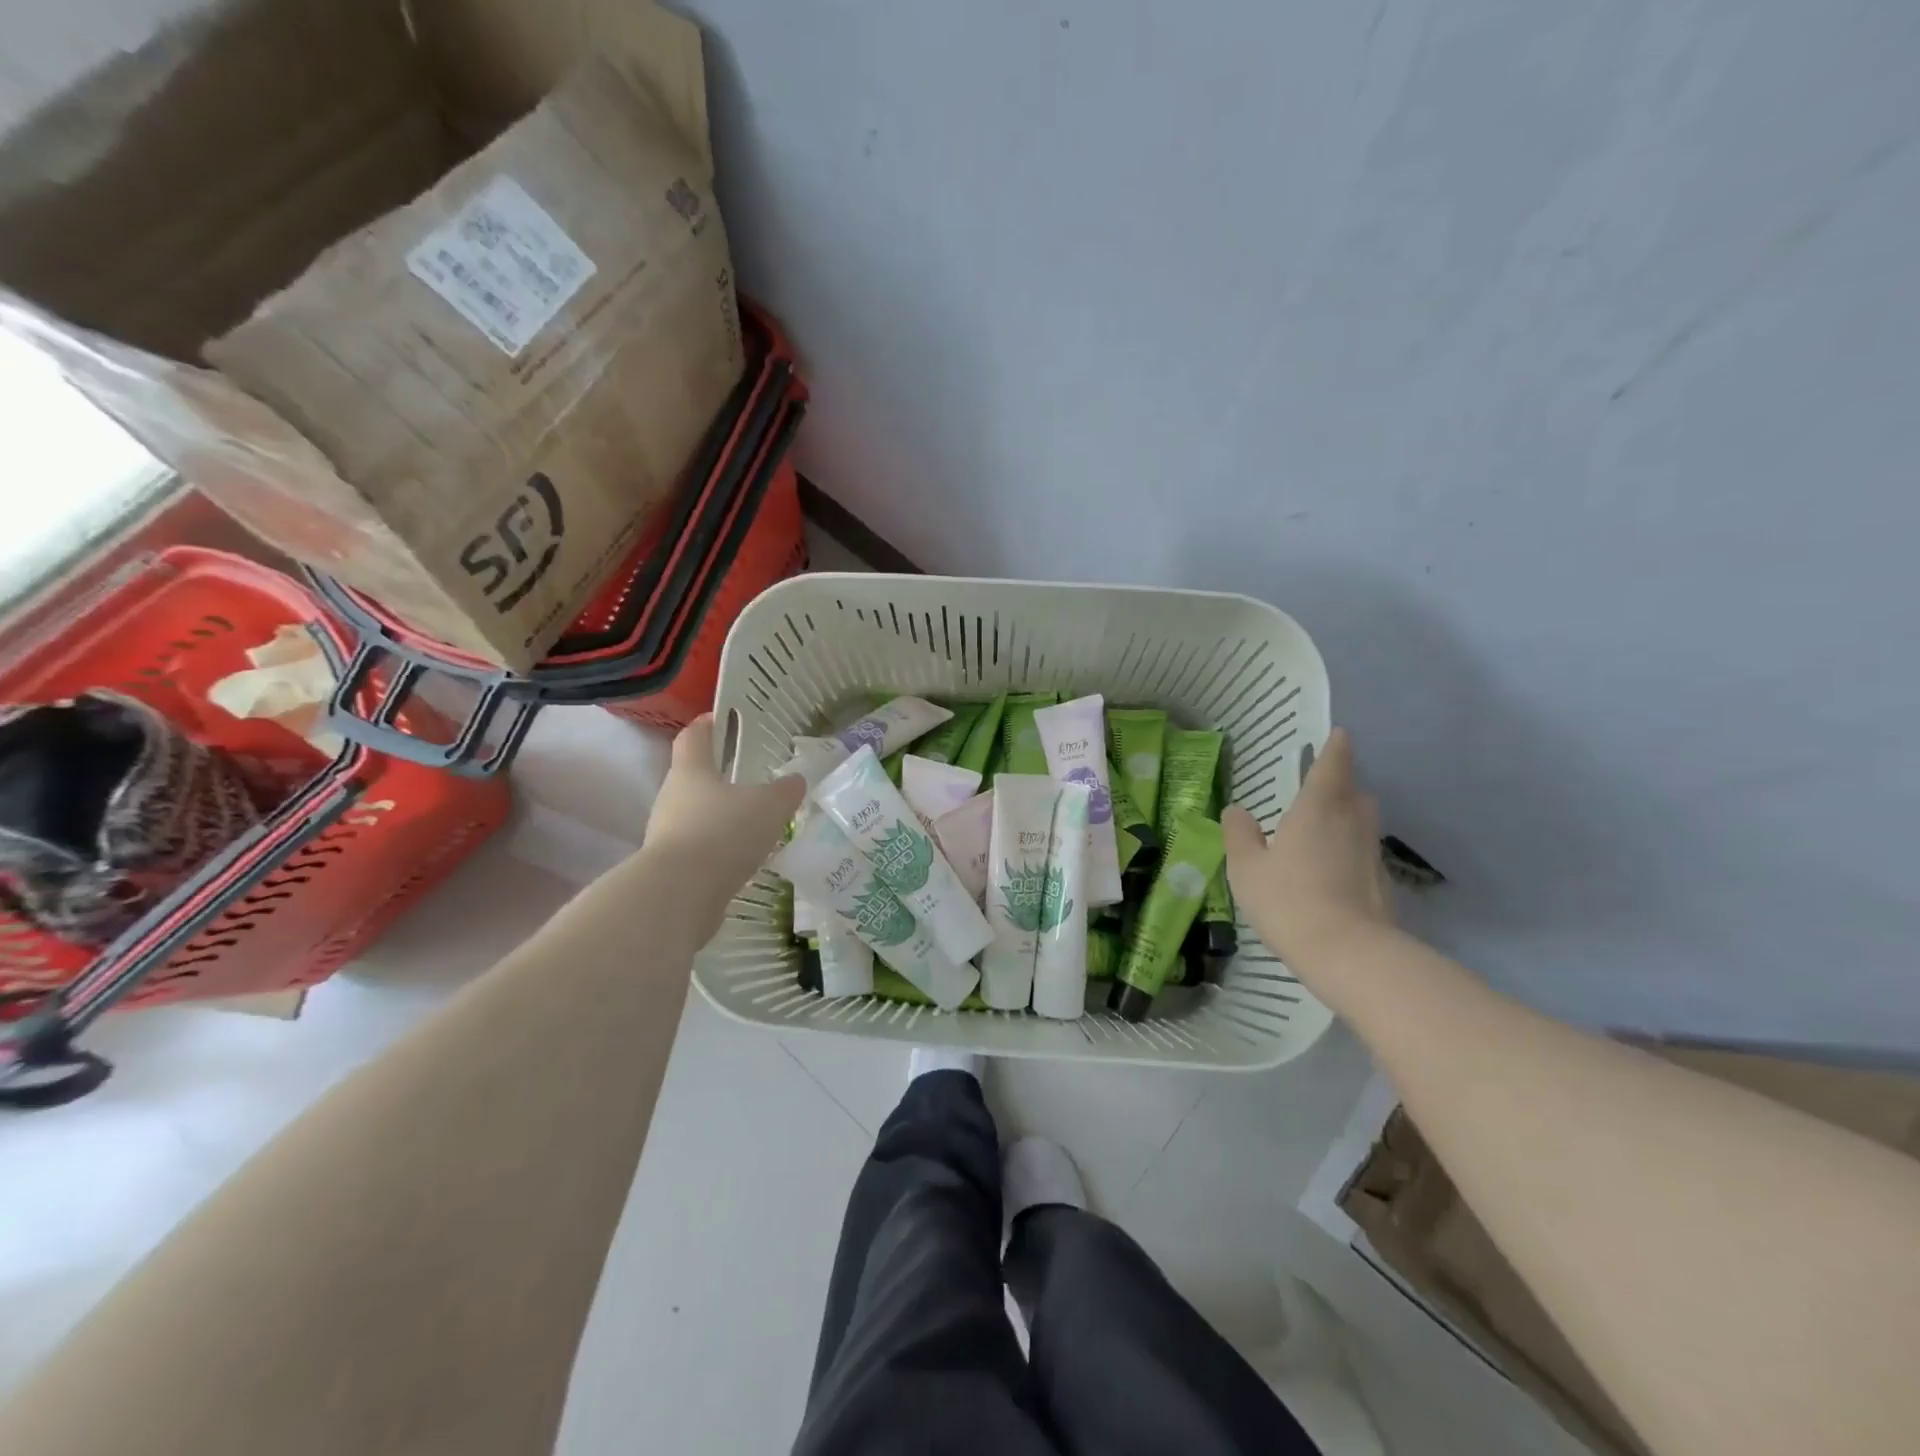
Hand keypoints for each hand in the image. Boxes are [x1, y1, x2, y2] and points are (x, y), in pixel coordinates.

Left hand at [643, 716, 804, 898]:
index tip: (720, 719)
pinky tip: (742, 859)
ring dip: (719, 817)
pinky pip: (698, 849)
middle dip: (718, 777)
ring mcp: (666, 834)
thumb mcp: (769, 806)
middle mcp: (672, 797)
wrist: (680, 894)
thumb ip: (785, 791)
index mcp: (691, 771)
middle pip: (692, 778)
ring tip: (752, 824)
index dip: (706, 725)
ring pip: (695, 815)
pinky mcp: (671, 867)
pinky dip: (718, 849)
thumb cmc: (723, 833)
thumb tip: (795, 780)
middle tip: (749, 779)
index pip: (693, 737)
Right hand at [1223, 728, 1393, 970]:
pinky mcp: (1384, 884)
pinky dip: (1350, 854)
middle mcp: (1352, 822)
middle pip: (1354, 792)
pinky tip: (1331, 874)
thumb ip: (1240, 834)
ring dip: (1346, 820)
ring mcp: (1372, 854)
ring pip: (1362, 824)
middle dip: (1340, 785)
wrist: (1349, 954)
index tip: (1339, 734)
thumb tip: (1237, 810)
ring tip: (1321, 833)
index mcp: (1318, 809)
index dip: (1335, 747)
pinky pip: (1364, 855)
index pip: (1333, 765)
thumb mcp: (1247, 867)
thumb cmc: (1289, 900)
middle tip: (1318, 790)